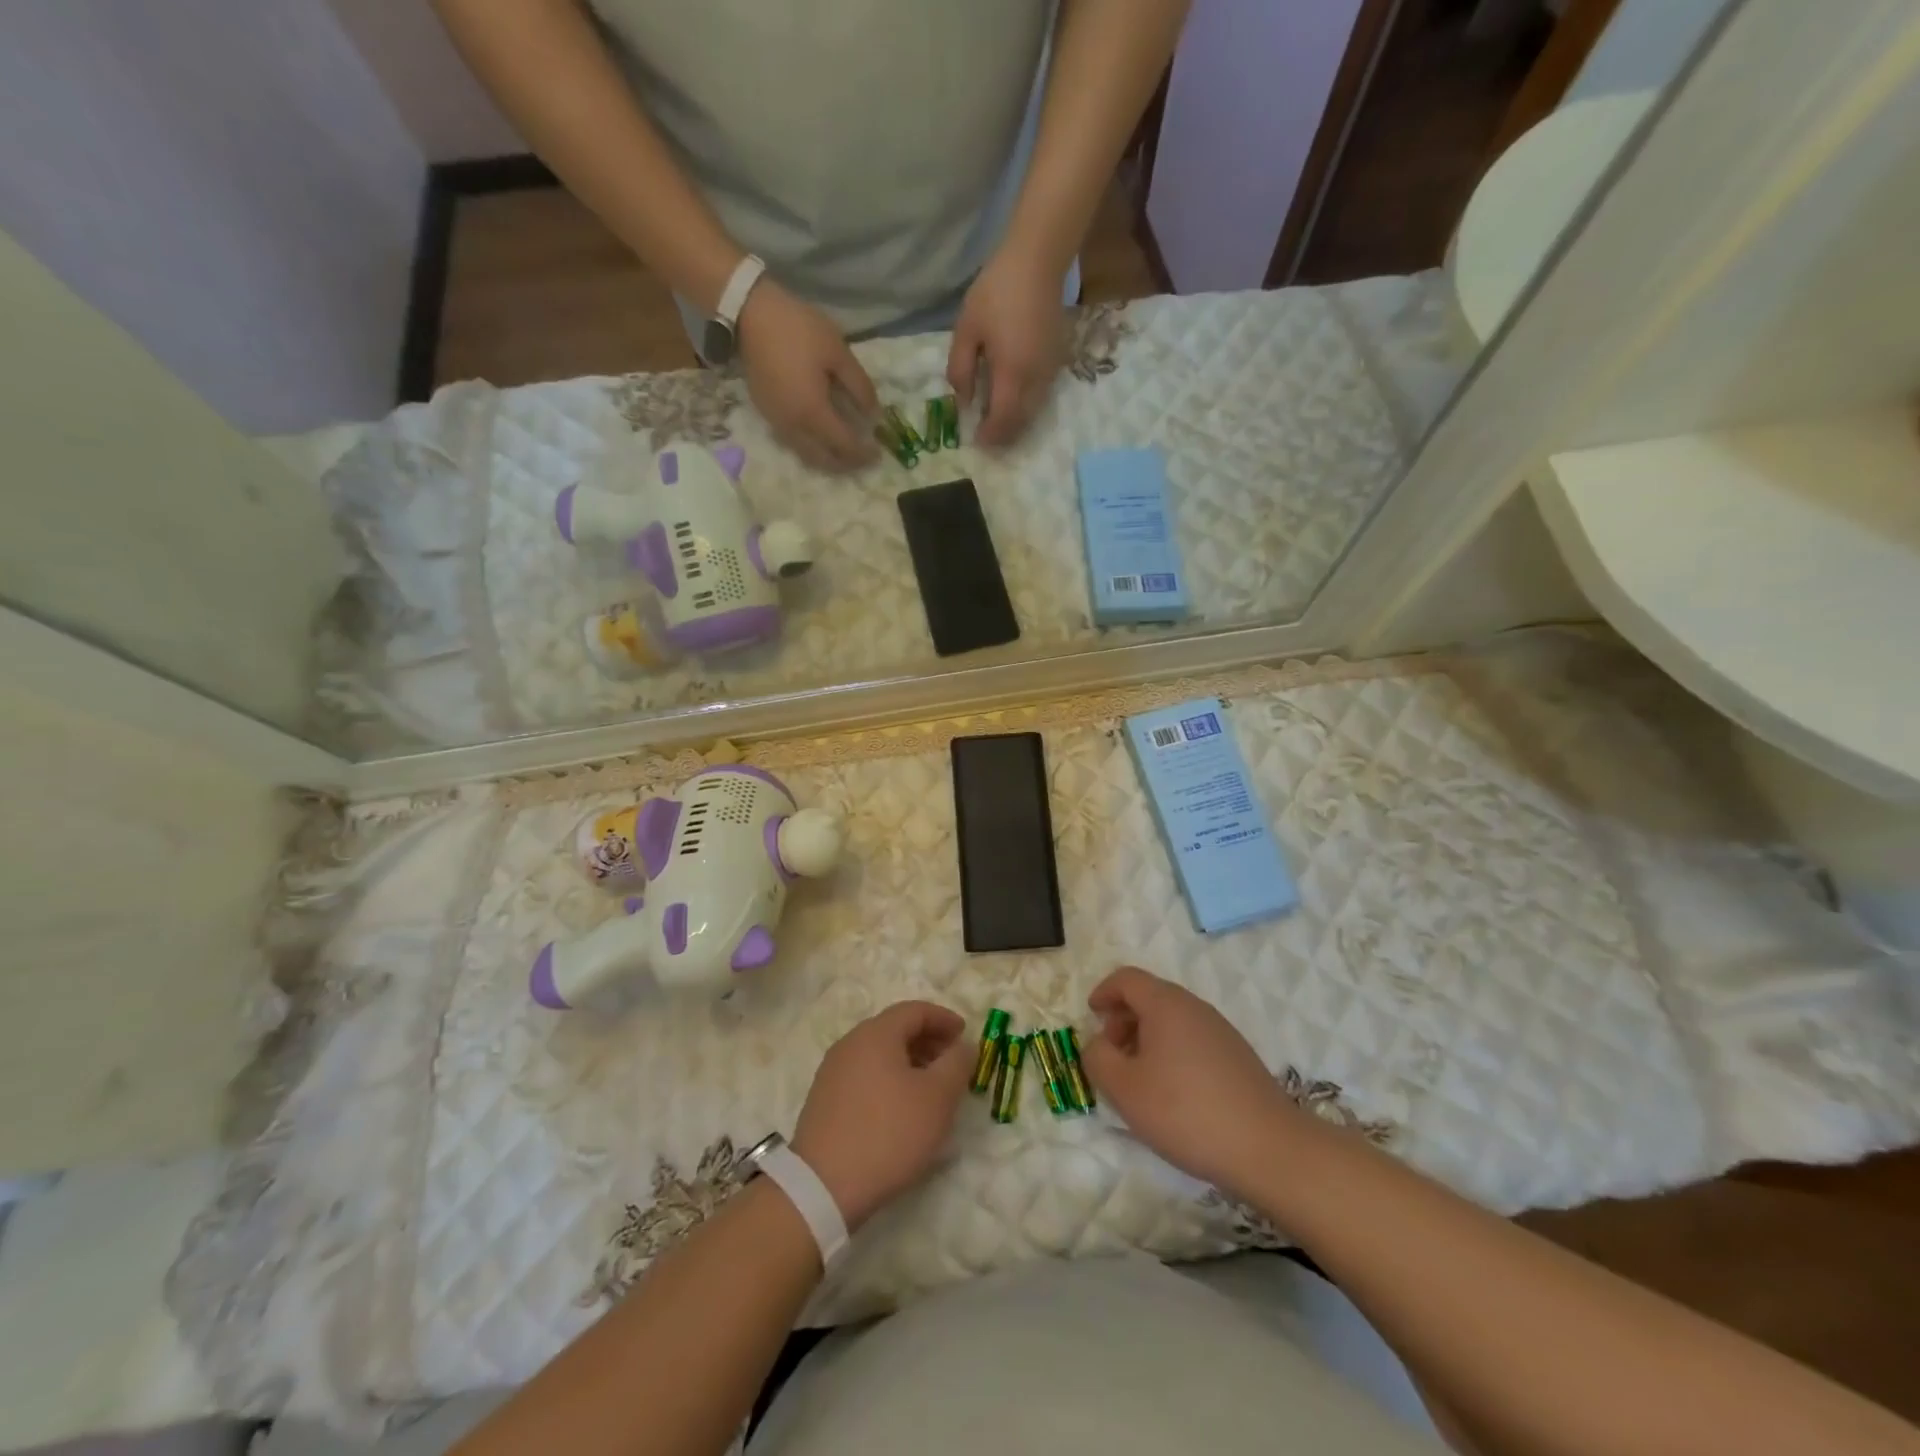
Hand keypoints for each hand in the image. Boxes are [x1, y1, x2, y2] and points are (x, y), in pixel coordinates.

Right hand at [738, 279, 879, 472]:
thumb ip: (860, 386)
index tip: (878, 454)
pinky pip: (793, 443)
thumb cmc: (798, 329)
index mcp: (813, 413)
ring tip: (844, 453)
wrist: (748, 314)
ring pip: (806, 455)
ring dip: (827, 460)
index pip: (843, 446)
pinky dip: (811, 448)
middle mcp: (794, 427)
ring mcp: (777, 422)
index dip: (862, 454)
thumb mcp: (838, 352)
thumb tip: (874, 414)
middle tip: (862, 459)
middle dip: (845, 464)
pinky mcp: (767, 414)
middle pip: (823, 459)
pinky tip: (821, 437)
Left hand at [790, 1001, 973, 1229]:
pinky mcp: (824, 1099)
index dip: (944, 1018)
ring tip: (930, 1089)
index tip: (965, 1035)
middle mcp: (850, 1043)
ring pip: (879, 1054)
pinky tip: (900, 1109)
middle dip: (928, 1041)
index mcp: (876, 1033)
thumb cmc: (889, 1132)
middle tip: (952, 1063)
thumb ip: (957, 1063)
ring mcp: (833, 1071)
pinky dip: (888, 1079)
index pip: (915, 1010)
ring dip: (909, 1062)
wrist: (823, 1186)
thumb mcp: (937, 1098)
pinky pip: (864, 1075)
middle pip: (895, 1029)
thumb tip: (963, 1045)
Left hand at [947, 246, 1067, 447]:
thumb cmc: (996, 291)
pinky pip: (1041, 394)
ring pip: (1034, 410)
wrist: (1038, 260)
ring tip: (998, 422)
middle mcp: (1035, 379)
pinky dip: (1026, 405)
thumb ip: (961, 370)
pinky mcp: (1057, 360)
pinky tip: (1012, 398)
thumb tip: (964, 402)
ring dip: (1016, 421)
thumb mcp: (966, 330)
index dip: (990, 435)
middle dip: (1004, 435)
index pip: (1002, 419)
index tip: (977, 442)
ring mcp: (1050, 370)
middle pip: (1021, 421)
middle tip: (987, 438)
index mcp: (1011, 373)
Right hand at [1081, 966, 1298, 1197]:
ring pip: (1172, 1020)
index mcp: (1165, 1004)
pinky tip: (1173, 1093)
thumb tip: (1098, 1044)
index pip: (1127, 978)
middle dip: (1123, 1019)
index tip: (1092, 1017)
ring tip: (1139, 1078)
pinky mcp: (1238, 1056)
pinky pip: (1193, 1040)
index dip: (1104, 992)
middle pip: (1150, 997)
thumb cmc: (1186, 1112)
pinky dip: (1172, 1052)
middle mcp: (1195, 1007)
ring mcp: (1221, 1031)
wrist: (1269, 1148)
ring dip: (1147, 1038)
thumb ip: (1098, 1058)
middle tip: (1111, 1054)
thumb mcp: (1125, 1089)